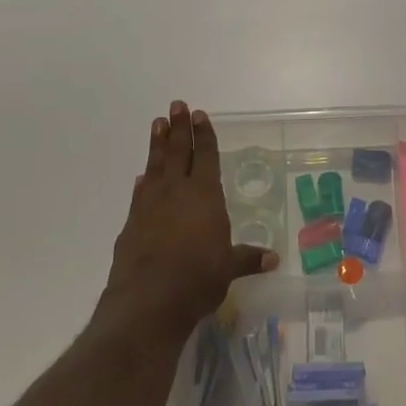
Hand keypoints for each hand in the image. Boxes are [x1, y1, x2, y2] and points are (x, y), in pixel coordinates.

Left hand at [104, 101, 276, 334]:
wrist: (148, 300)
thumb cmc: (198, 278)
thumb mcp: (228, 268)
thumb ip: (247, 258)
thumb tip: (273, 258)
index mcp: (205, 195)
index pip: (206, 156)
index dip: (204, 135)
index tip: (199, 115)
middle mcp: (177, 191)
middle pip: (178, 151)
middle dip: (178, 128)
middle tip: (176, 105)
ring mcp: (151, 205)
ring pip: (155, 165)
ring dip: (157, 144)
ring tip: (157, 123)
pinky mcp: (132, 223)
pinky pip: (140, 193)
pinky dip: (143, 182)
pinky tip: (142, 177)